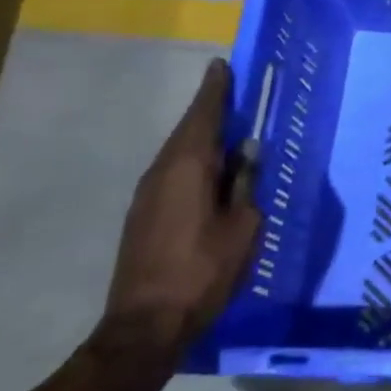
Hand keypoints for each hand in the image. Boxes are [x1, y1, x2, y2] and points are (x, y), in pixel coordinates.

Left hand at [102, 59, 261, 357]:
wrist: (146, 324)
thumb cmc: (203, 270)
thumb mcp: (243, 226)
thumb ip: (246, 185)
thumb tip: (248, 155)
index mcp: (188, 167)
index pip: (204, 116)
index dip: (216, 90)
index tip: (222, 65)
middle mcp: (161, 172)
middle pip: (188, 130)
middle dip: (210, 111)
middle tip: (233, 95)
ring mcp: (147, 195)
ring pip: (178, 153)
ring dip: (201, 138)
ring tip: (229, 133)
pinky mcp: (143, 216)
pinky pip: (172, 174)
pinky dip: (193, 163)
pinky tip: (211, 175)